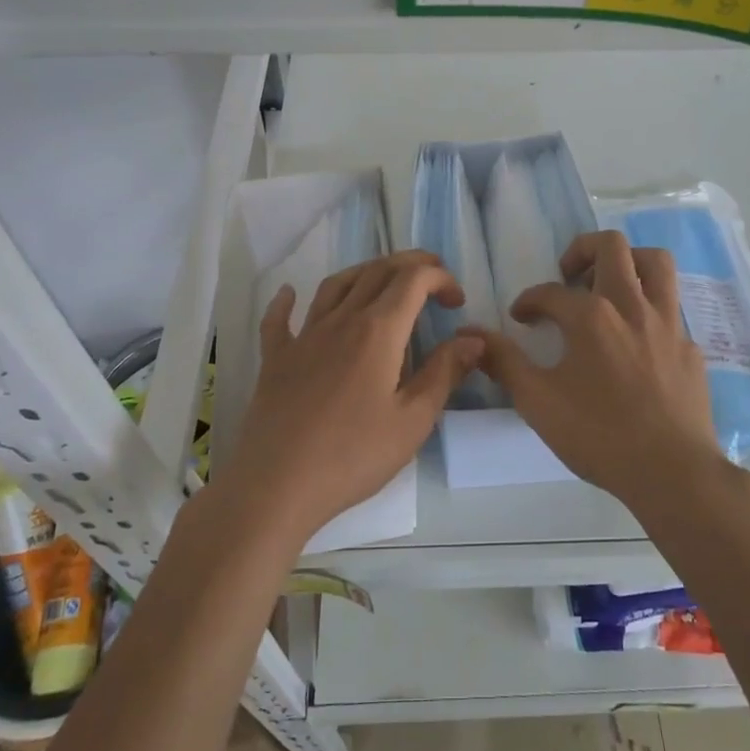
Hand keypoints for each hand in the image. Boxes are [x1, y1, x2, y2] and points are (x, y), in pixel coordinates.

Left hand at [223, 250, 480, 545]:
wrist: (276, 485)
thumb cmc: (353, 456)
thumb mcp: (412, 420)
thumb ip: (444, 373)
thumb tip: (473, 339)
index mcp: (378, 331)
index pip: (413, 280)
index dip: (440, 278)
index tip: (457, 302)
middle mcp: (341, 320)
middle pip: (377, 272)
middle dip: (410, 265)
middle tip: (433, 281)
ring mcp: (304, 337)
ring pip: (336, 284)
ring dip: (365, 272)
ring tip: (384, 281)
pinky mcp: (276, 359)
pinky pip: (279, 319)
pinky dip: (286, 300)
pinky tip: (288, 294)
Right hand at [470, 231, 726, 509]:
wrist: (673, 473)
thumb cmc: (599, 435)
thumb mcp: (538, 402)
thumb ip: (504, 362)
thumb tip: (471, 334)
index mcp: (591, 316)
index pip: (550, 291)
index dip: (529, 301)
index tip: (521, 318)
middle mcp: (631, 306)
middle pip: (611, 245)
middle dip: (582, 250)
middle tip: (568, 277)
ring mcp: (668, 324)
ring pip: (656, 262)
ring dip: (629, 261)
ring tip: (609, 285)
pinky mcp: (690, 347)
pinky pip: (671, 310)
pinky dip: (650, 311)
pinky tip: (638, 341)